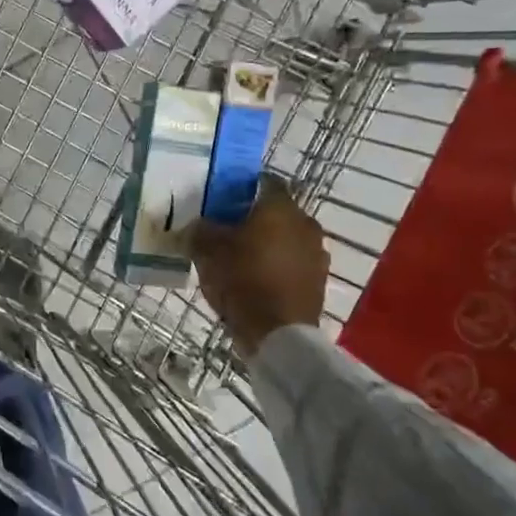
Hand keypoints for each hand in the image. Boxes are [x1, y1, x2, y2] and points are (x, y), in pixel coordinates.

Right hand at [190, 177, 328, 356]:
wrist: (279, 333)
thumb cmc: (242, 279)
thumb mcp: (207, 251)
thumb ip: (200, 231)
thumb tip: (197, 225)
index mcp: (280, 208)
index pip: (265, 182)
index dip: (244, 187)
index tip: (225, 200)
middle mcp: (305, 223)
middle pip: (277, 212)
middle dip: (256, 219)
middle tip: (229, 231)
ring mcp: (317, 253)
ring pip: (288, 239)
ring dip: (269, 244)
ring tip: (243, 259)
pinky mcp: (319, 281)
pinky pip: (294, 264)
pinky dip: (278, 267)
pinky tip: (258, 281)